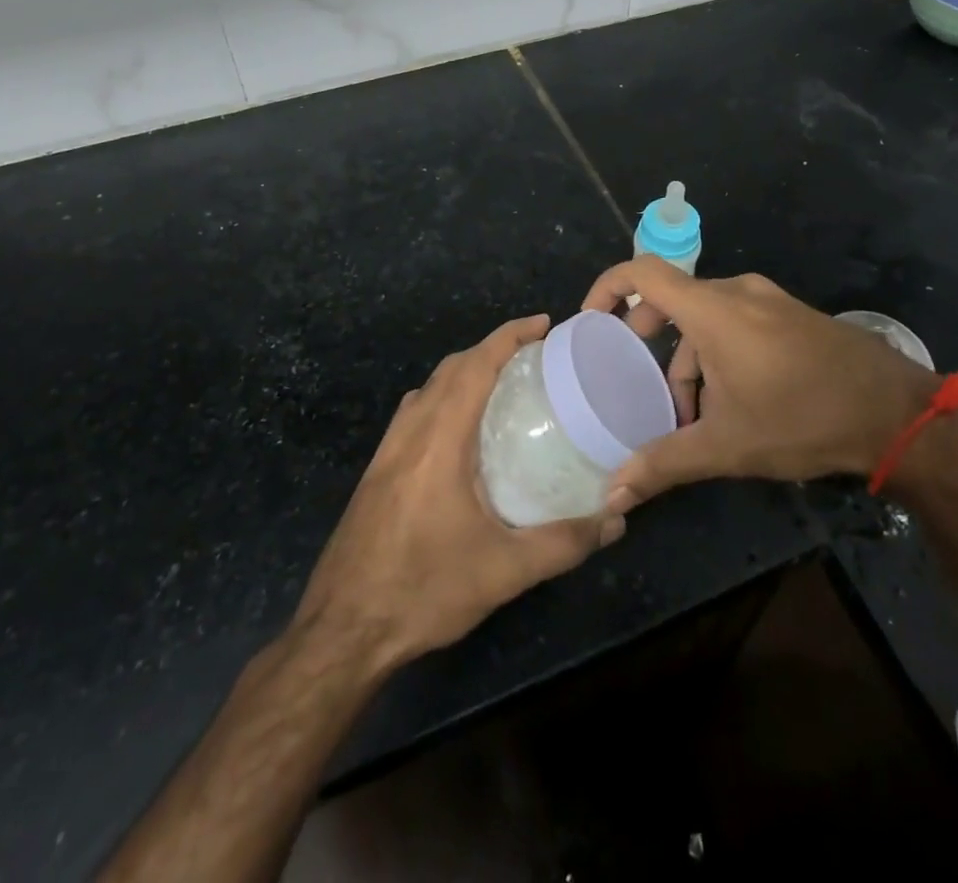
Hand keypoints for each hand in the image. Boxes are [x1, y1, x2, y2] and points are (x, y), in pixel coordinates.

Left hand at [293, 315, 623, 673]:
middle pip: (450, 368)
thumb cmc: (423, 591)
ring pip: (427, 389)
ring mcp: (386, 453)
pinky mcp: (375, 474)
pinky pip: (413, 413)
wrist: (341, 632)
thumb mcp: (504, 571)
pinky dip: (441, 398)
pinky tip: (459, 432)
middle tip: (532, 355)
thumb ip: (565, 543)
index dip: (509, 336)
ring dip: (463, 371)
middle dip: (491, 349)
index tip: (543, 323)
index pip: (475, 366)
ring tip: (500, 385)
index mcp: (439, 440)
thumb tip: (616, 520)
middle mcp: (409, 433)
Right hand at [580, 259, 943, 505]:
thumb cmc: (803, 418)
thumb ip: (664, 463)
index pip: (642, 272)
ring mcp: (769, 300)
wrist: (897, 413)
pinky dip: (719, 352)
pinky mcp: (792, 315)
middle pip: (673, 299)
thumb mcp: (727, 445)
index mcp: (712, 309)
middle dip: (649, 338)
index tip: (591, 321)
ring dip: (689, 357)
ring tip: (692, 413)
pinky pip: (738, 321)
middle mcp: (737, 291)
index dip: (608, 287)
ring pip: (707, 317)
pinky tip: (732, 401)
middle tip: (637, 378)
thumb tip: (612, 495)